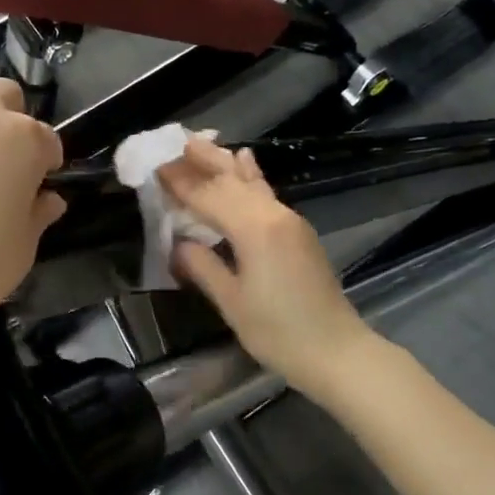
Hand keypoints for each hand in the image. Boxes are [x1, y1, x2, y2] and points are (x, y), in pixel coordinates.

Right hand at [159, 136, 374, 399]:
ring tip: (201, 142)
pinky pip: (265, 192)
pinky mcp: (297, 231)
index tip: (156, 167)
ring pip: (250, 182)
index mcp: (253, 229)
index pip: (208, 196)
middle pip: (230, 180)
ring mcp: (289, 220)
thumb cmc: (280, 333)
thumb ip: (203, 266)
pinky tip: (245, 159)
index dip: (181, 182)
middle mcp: (272, 214)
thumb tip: (178, 243)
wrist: (338, 351)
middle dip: (202, 161)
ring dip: (224, 162)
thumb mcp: (232, 303)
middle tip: (174, 142)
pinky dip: (250, 175)